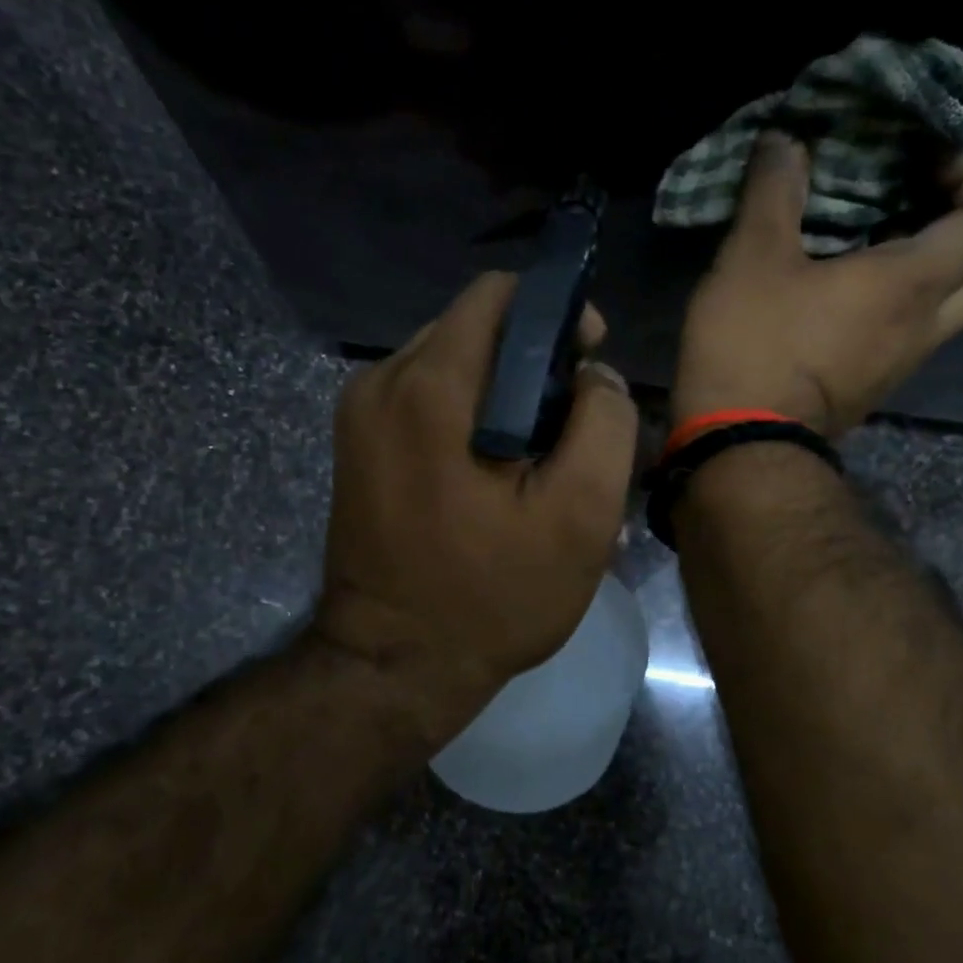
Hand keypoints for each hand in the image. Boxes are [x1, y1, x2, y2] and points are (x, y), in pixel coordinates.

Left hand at [313, 272, 638, 745]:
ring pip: (451, 368)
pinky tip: (496, 476)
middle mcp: (382, 383)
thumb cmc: (494, 596)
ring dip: (502, 396)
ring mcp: (359, 417)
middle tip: (572, 427)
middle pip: (474, 330)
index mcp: (431, 386)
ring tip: (538, 459)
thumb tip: (594, 375)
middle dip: (532, 363)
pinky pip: (424, 404)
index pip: (499, 295)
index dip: (557, 314)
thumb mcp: (580, 516)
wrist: (395, 667)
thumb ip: (604, 424)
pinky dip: (469, 420)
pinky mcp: (357, 450)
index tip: (589, 362)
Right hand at [673, 134, 962, 436]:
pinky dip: (901, 306)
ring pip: (951, 310)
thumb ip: (773, 191)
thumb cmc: (753, 346)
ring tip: (880, 243)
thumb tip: (785, 141)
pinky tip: (848, 294)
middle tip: (922, 202)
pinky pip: (910, 338)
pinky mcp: (870, 391)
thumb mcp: (751, 257)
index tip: (932, 158)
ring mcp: (899, 367)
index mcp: (911, 285)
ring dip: (935, 270)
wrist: (739, 447)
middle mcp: (923, 328)